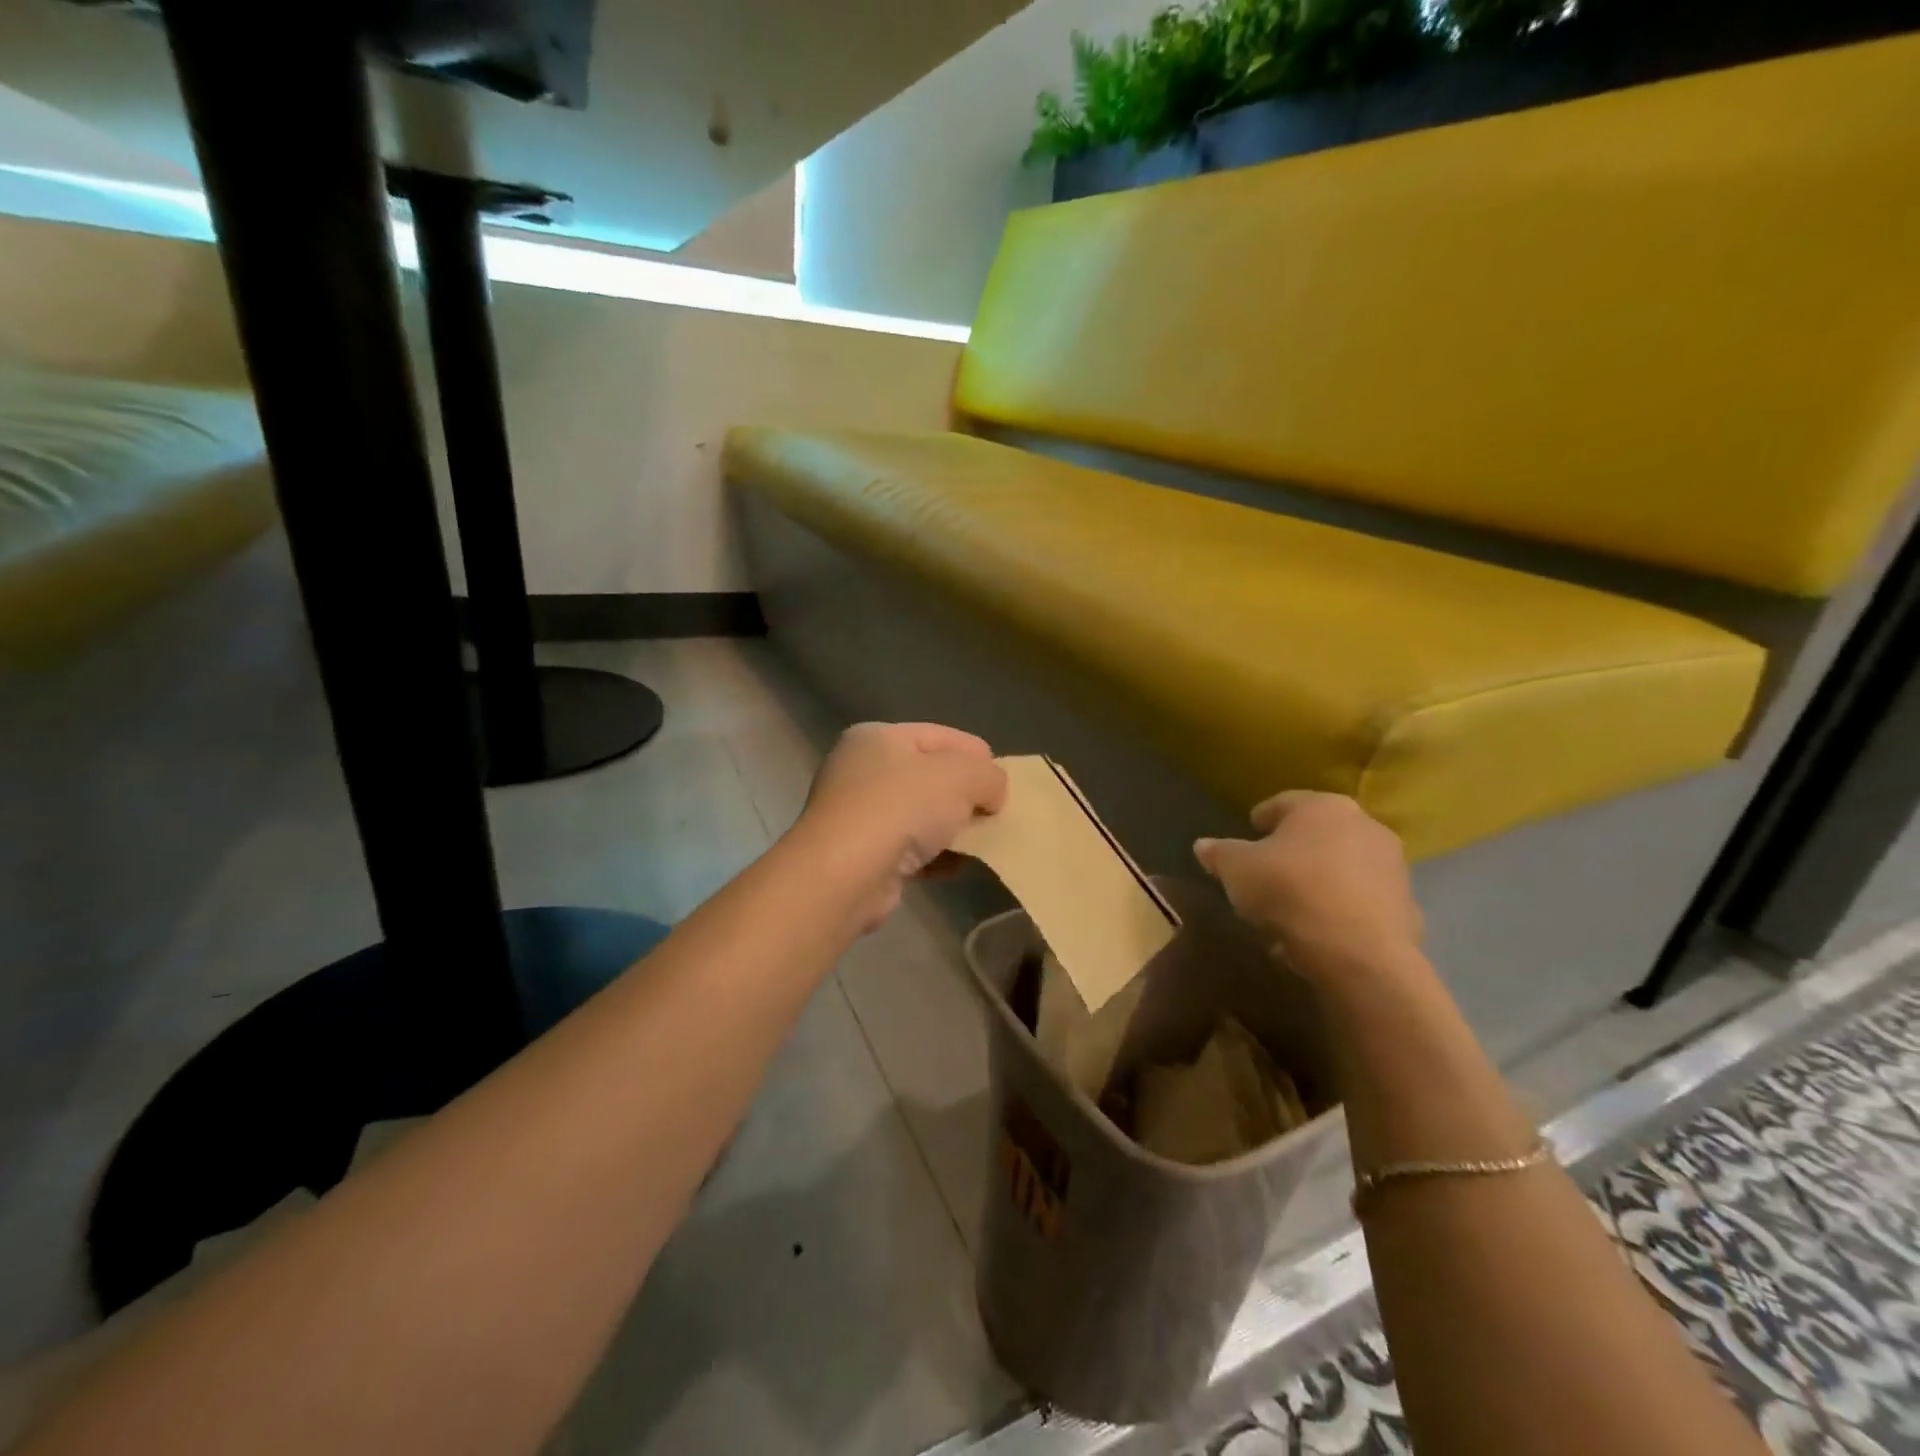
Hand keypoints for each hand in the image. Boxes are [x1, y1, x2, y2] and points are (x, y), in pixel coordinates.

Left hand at [792, 722, 1008, 930]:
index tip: (1005, 779)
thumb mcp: (961, 776)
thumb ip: (989, 776)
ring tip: (983, 842)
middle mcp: (860, 770)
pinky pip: (908, 849)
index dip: (976, 754)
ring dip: (952, 829)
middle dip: (965, 794)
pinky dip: (934, 857)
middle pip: (929, 776)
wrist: (845, 874)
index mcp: (877, 737)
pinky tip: (957, 867)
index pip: (939, 735)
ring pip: (920, 815)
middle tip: (996, 812)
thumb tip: (992, 793)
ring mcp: (856, 814)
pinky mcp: (860, 855)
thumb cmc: (901, 807)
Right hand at [1194, 792, 1423, 979]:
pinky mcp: (1407, 907)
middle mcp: (1364, 826)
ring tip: (1291, 907)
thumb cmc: (1290, 890)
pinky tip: (1318, 932)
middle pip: (1318, 834)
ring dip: (1320, 880)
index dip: (1262, 817)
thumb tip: (1202, 845)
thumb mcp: (1237, 870)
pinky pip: (1361, 902)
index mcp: (1322, 807)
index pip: (1284, 803)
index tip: (1249, 831)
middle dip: (1294, 850)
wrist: (1358, 952)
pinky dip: (1341, 910)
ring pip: (1343, 867)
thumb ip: (1219, 853)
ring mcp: (1392, 867)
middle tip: (1268, 870)